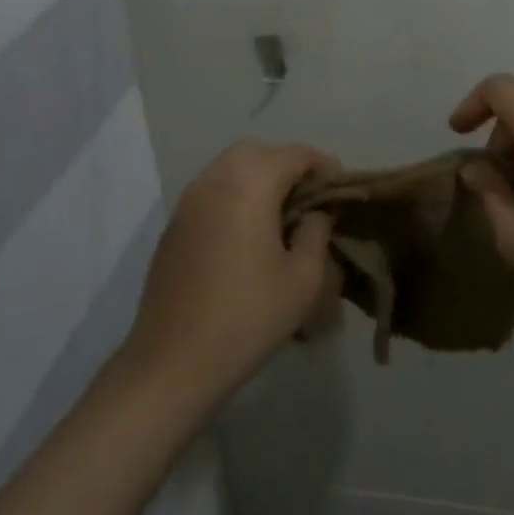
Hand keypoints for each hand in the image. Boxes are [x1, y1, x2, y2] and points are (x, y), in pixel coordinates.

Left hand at [124, 142, 340, 398]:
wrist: (173, 362)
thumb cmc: (247, 317)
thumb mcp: (304, 279)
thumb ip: (317, 232)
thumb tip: (315, 213)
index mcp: (250, 183)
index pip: (295, 155)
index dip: (323, 166)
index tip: (341, 189)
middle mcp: (216, 179)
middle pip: (259, 152)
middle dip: (288, 166)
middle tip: (310, 198)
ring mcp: (189, 200)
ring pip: (231, 167)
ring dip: (259, 177)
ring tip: (281, 213)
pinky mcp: (174, 224)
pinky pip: (212, 190)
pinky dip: (235, 194)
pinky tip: (247, 231)